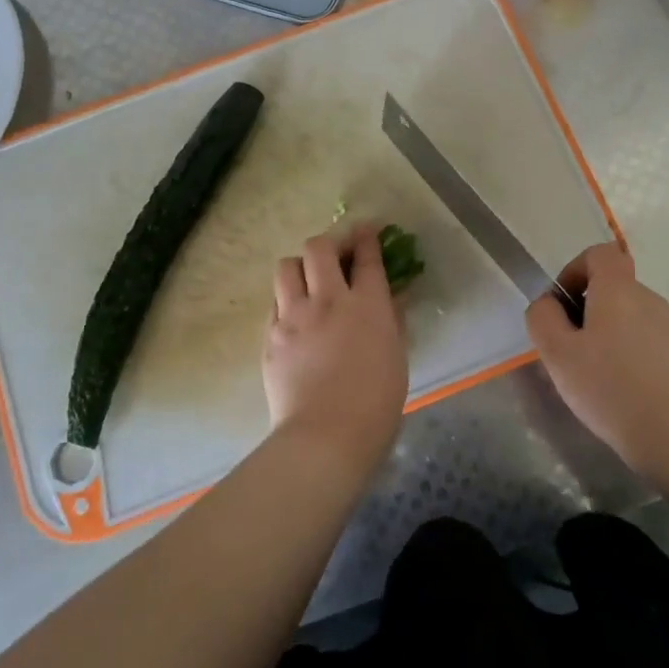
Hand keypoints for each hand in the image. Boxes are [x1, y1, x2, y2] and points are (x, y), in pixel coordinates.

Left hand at [263, 225, 406, 459]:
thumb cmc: (375, 405)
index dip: (367, 237)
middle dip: (330, 242)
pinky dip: (287, 300)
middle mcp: (327, 300)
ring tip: (310, 282)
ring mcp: (293, 316)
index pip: (366, 256)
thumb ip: (393, 321)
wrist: (325, 437)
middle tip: (338, 254)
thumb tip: (392, 299)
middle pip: (318, 248)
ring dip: (301, 267)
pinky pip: (275, 302)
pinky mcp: (271, 336)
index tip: (369, 230)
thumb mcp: (397, 358)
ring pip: (287, 267)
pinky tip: (297, 317)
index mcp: (367, 305)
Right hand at [526, 243, 668, 476]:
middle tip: (577, 355)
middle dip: (593, 313)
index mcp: (618, 291)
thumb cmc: (610, 389)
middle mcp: (652, 300)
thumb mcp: (558, 355)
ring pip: (638, 320)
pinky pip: (660, 346)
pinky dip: (643, 359)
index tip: (565, 306)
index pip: (600, 254)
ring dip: (618, 338)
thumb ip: (543, 318)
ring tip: (606, 381)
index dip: (576, 271)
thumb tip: (549, 304)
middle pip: (617, 291)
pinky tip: (636, 395)